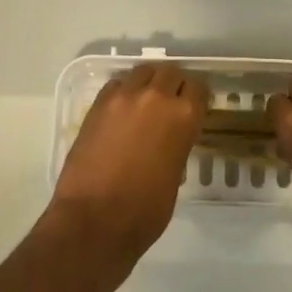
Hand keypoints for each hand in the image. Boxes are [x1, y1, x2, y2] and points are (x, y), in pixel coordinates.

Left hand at [49, 63, 204, 277]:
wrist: (94, 221)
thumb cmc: (144, 212)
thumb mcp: (175, 177)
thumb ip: (177, 146)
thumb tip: (169, 139)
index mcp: (184, 117)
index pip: (198, 88)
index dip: (196, 97)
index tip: (194, 106)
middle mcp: (156, 97)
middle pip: (170, 72)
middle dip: (173, 85)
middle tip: (169, 103)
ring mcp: (124, 97)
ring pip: (143, 71)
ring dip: (148, 82)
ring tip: (144, 101)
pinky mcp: (98, 104)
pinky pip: (116, 84)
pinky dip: (123, 91)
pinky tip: (121, 110)